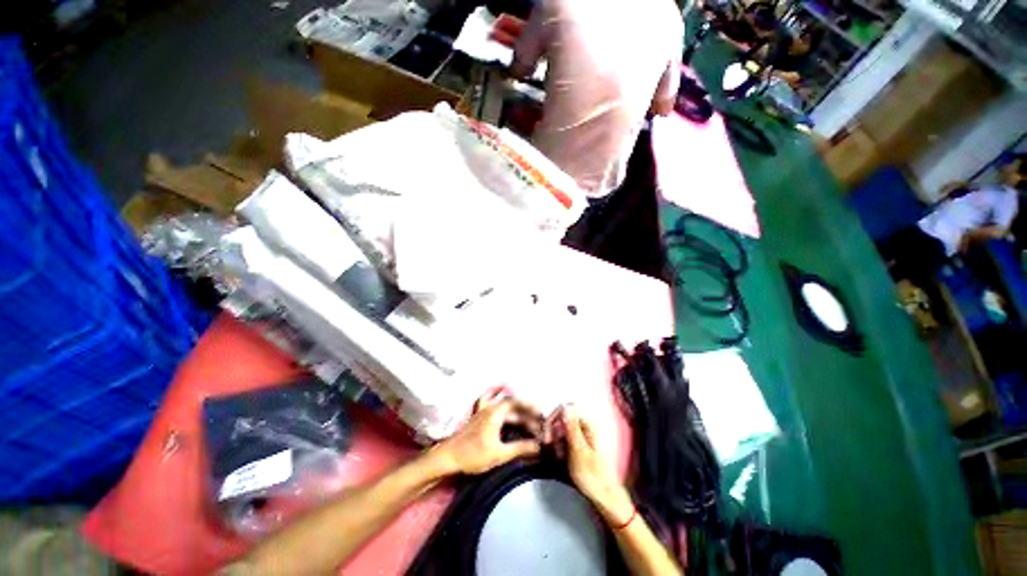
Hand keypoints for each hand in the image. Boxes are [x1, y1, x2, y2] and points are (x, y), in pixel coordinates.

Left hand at [432, 393, 543, 475]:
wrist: (448, 457)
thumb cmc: (473, 455)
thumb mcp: (499, 454)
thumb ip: (520, 448)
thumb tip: (539, 446)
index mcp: (496, 412)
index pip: (517, 404)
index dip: (530, 408)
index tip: (542, 414)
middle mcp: (490, 407)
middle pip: (512, 405)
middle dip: (526, 412)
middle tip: (538, 420)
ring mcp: (482, 410)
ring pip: (503, 403)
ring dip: (515, 407)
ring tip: (527, 413)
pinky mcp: (477, 415)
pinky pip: (488, 399)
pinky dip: (495, 393)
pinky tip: (499, 390)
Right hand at [558, 405, 634, 525]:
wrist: (603, 497)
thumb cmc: (592, 475)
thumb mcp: (579, 450)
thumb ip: (571, 427)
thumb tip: (567, 403)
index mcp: (586, 423)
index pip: (562, 410)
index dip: (552, 421)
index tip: (547, 437)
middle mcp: (583, 426)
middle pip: (559, 420)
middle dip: (553, 434)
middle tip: (553, 452)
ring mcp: (580, 436)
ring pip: (559, 432)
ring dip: (555, 444)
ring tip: (559, 459)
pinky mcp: (577, 446)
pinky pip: (563, 441)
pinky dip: (559, 449)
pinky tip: (561, 461)